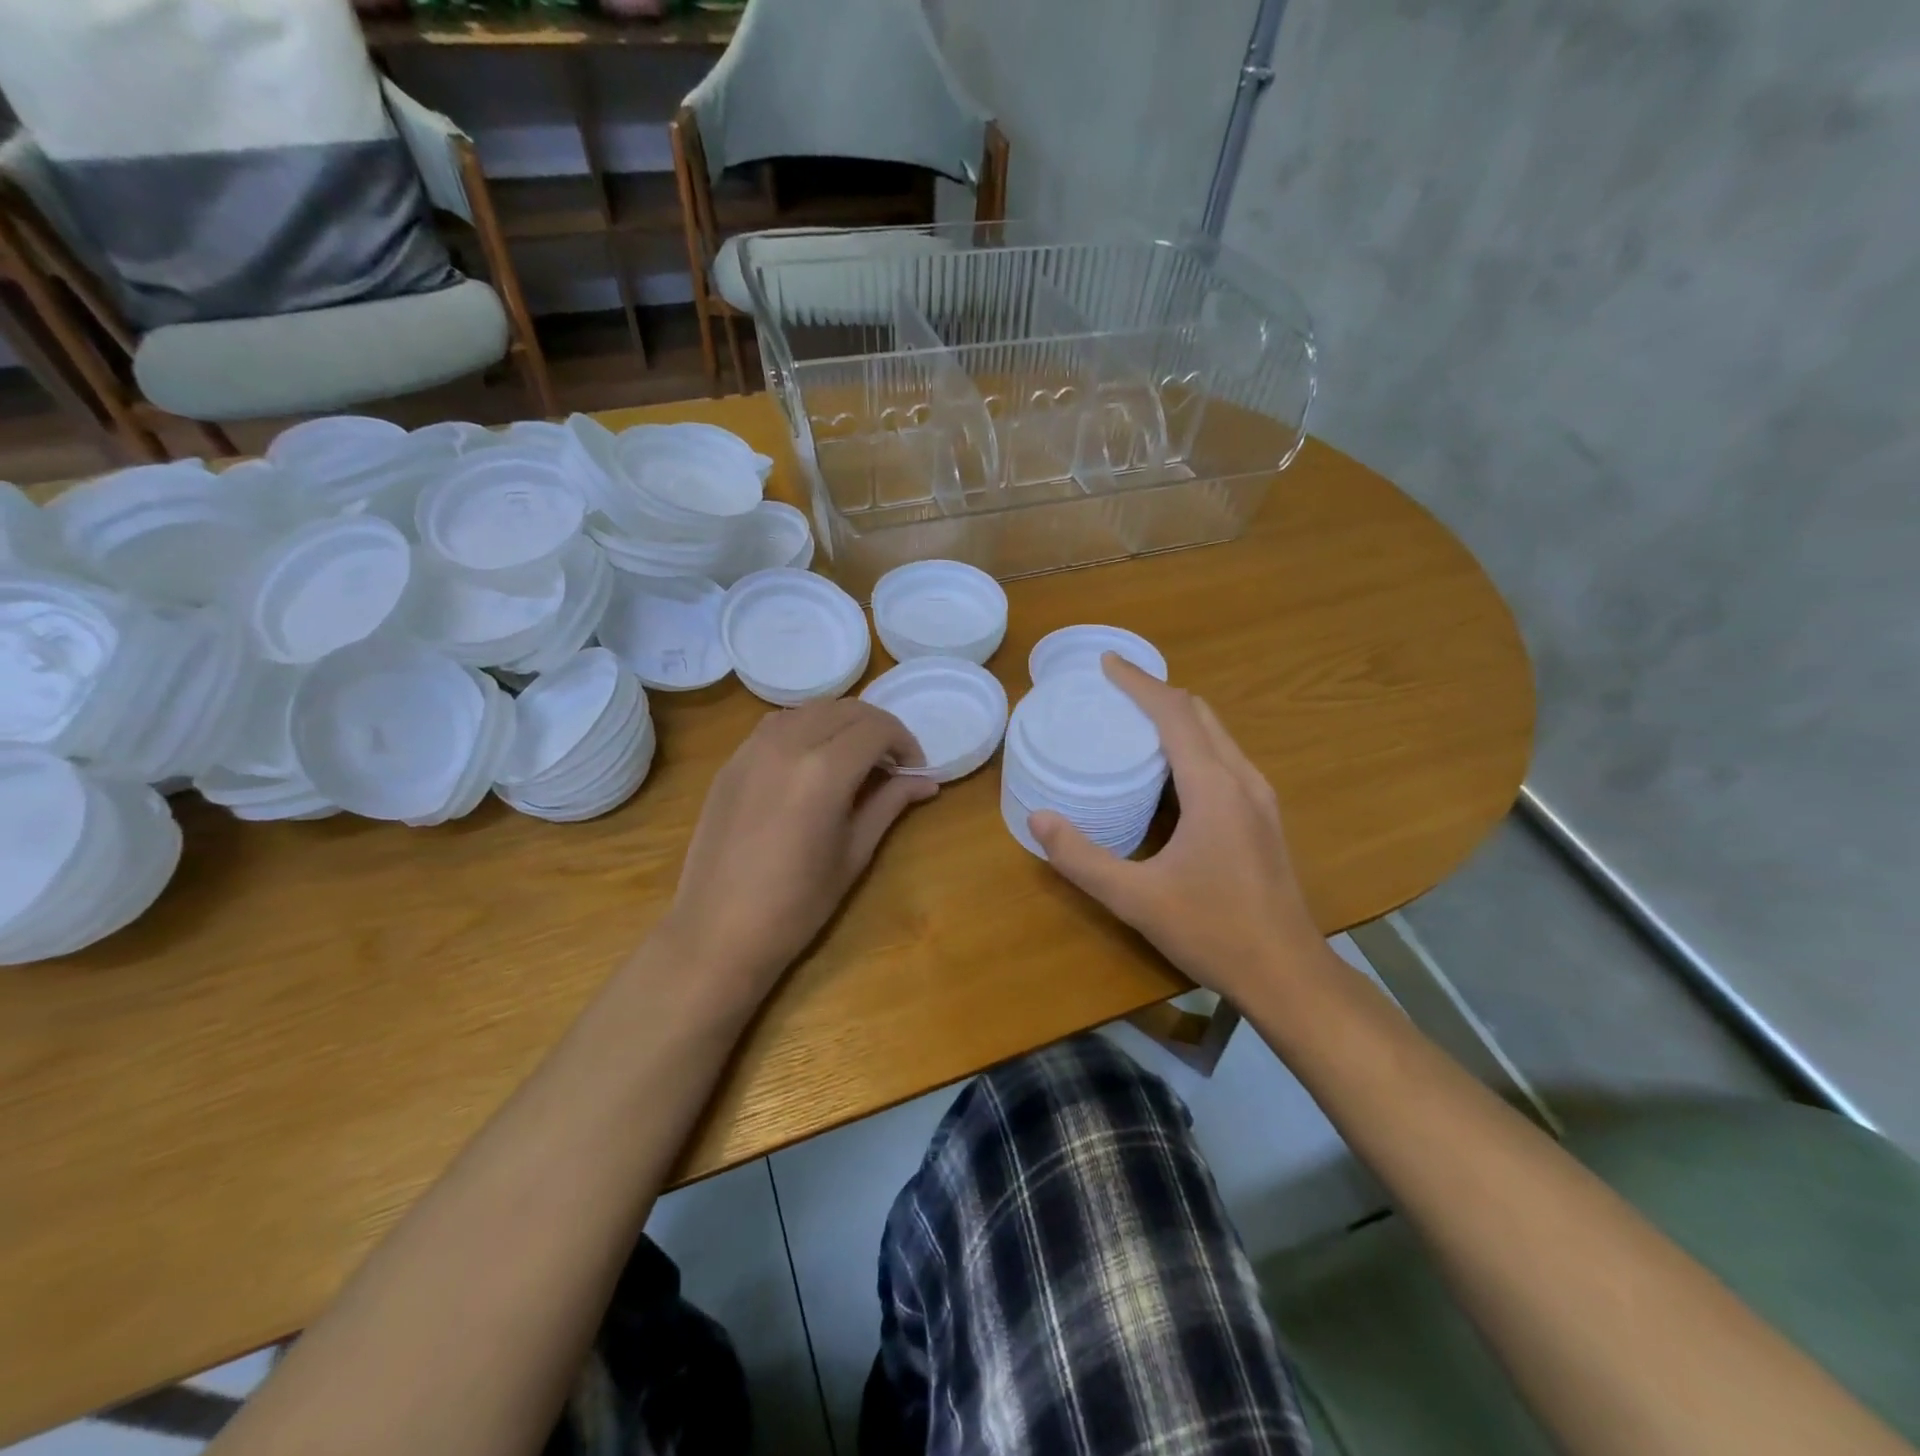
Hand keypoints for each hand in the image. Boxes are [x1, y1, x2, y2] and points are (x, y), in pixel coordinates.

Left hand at [657, 699, 937, 1007]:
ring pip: (811, 710)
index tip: (914, 771)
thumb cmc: (797, 904)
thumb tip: (927, 782)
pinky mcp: (732, 761)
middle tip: (891, 765)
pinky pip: (778, 724)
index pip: (877, 728)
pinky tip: (813, 762)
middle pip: (846, 710)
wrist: (717, 931)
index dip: (904, 743)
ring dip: (842, 724)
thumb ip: (889, 804)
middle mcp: (787, 744)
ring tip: (854, 760)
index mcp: (824, 770)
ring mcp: (752, 748)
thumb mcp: (854, 853)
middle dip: (878, 729)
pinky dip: (807, 728)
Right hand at [1029, 654, 1326, 1000]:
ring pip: (1218, 735)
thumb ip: (1082, 858)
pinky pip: (1226, 758)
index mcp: (1213, 787)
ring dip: (1179, 717)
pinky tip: (1172, 770)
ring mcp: (1261, 799)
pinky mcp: (1265, 818)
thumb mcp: (1135, 899)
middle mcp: (1242, 780)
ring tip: (1137, 721)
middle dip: (1157, 694)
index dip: (1139, 683)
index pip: (1174, 713)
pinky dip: (1195, 743)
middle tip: (1115, 692)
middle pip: (1200, 714)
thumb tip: (1038, 817)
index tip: (1107, 663)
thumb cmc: (1213, 931)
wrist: (1288, 974)